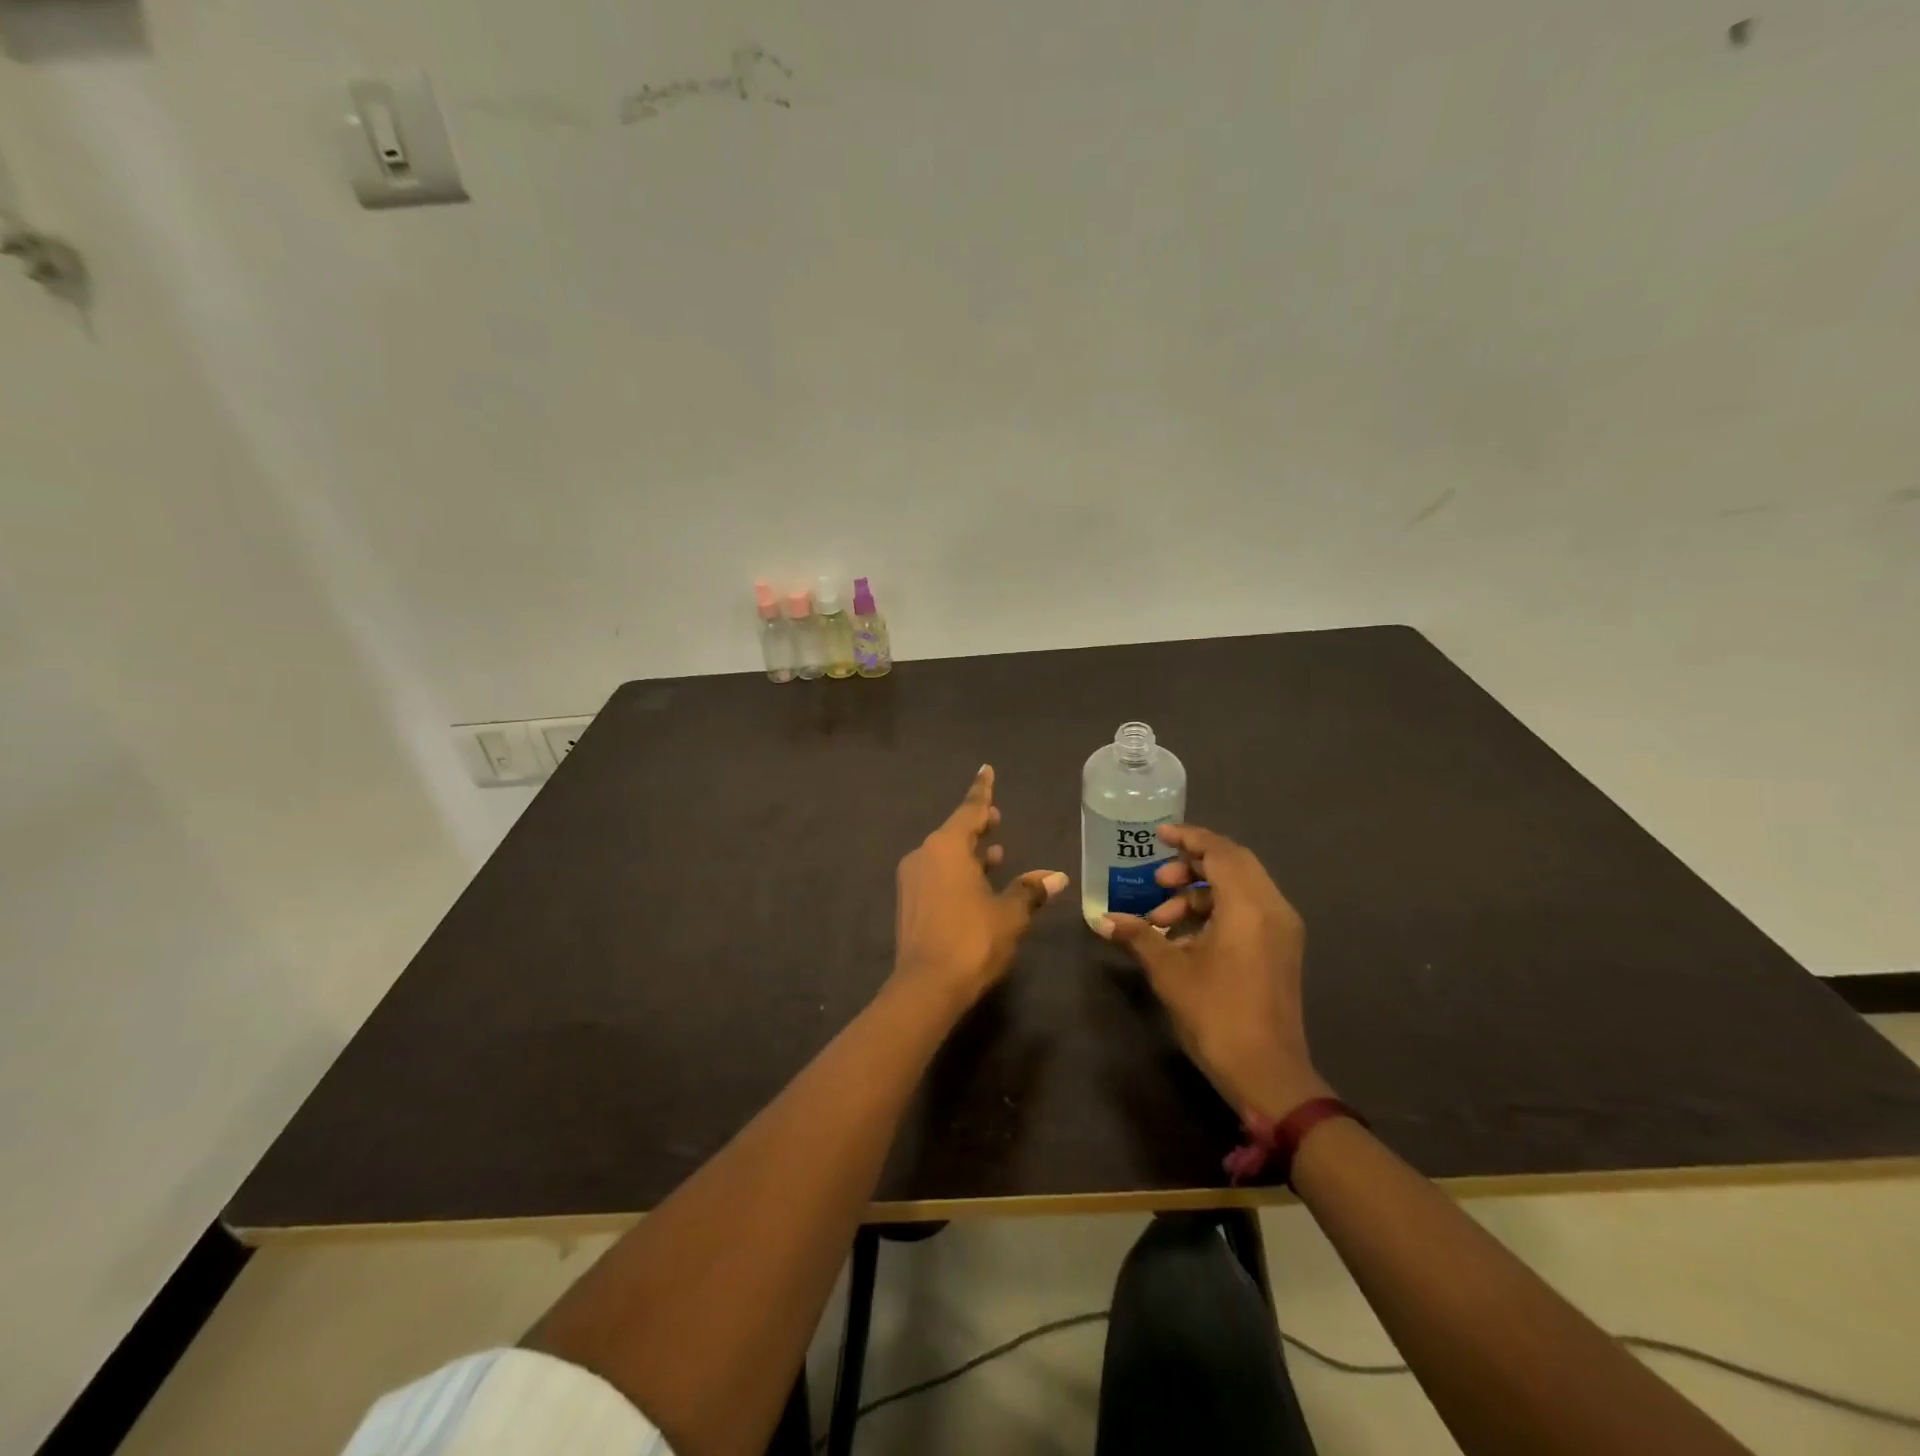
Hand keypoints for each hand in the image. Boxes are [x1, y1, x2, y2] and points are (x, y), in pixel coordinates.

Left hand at [892, 765, 1068, 1008]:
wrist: (925, 987)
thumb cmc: (971, 940)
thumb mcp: (1009, 914)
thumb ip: (1030, 890)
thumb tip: (1056, 876)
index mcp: (946, 847)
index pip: (970, 810)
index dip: (982, 790)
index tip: (985, 769)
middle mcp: (924, 855)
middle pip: (955, 832)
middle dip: (977, 825)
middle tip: (997, 818)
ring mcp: (912, 880)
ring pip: (945, 856)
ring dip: (970, 853)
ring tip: (995, 852)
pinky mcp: (909, 903)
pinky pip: (937, 875)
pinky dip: (958, 873)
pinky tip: (977, 884)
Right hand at [1097, 825, 1326, 1121]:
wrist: (1268, 1075)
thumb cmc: (1216, 1014)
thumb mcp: (1170, 972)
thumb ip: (1138, 936)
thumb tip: (1103, 919)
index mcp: (1249, 905)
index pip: (1220, 850)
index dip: (1188, 838)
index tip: (1158, 836)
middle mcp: (1273, 908)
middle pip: (1233, 864)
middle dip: (1191, 867)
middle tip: (1156, 882)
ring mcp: (1282, 930)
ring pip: (1240, 889)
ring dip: (1199, 895)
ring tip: (1161, 922)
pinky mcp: (1281, 950)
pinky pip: (1248, 911)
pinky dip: (1216, 912)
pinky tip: (1184, 941)